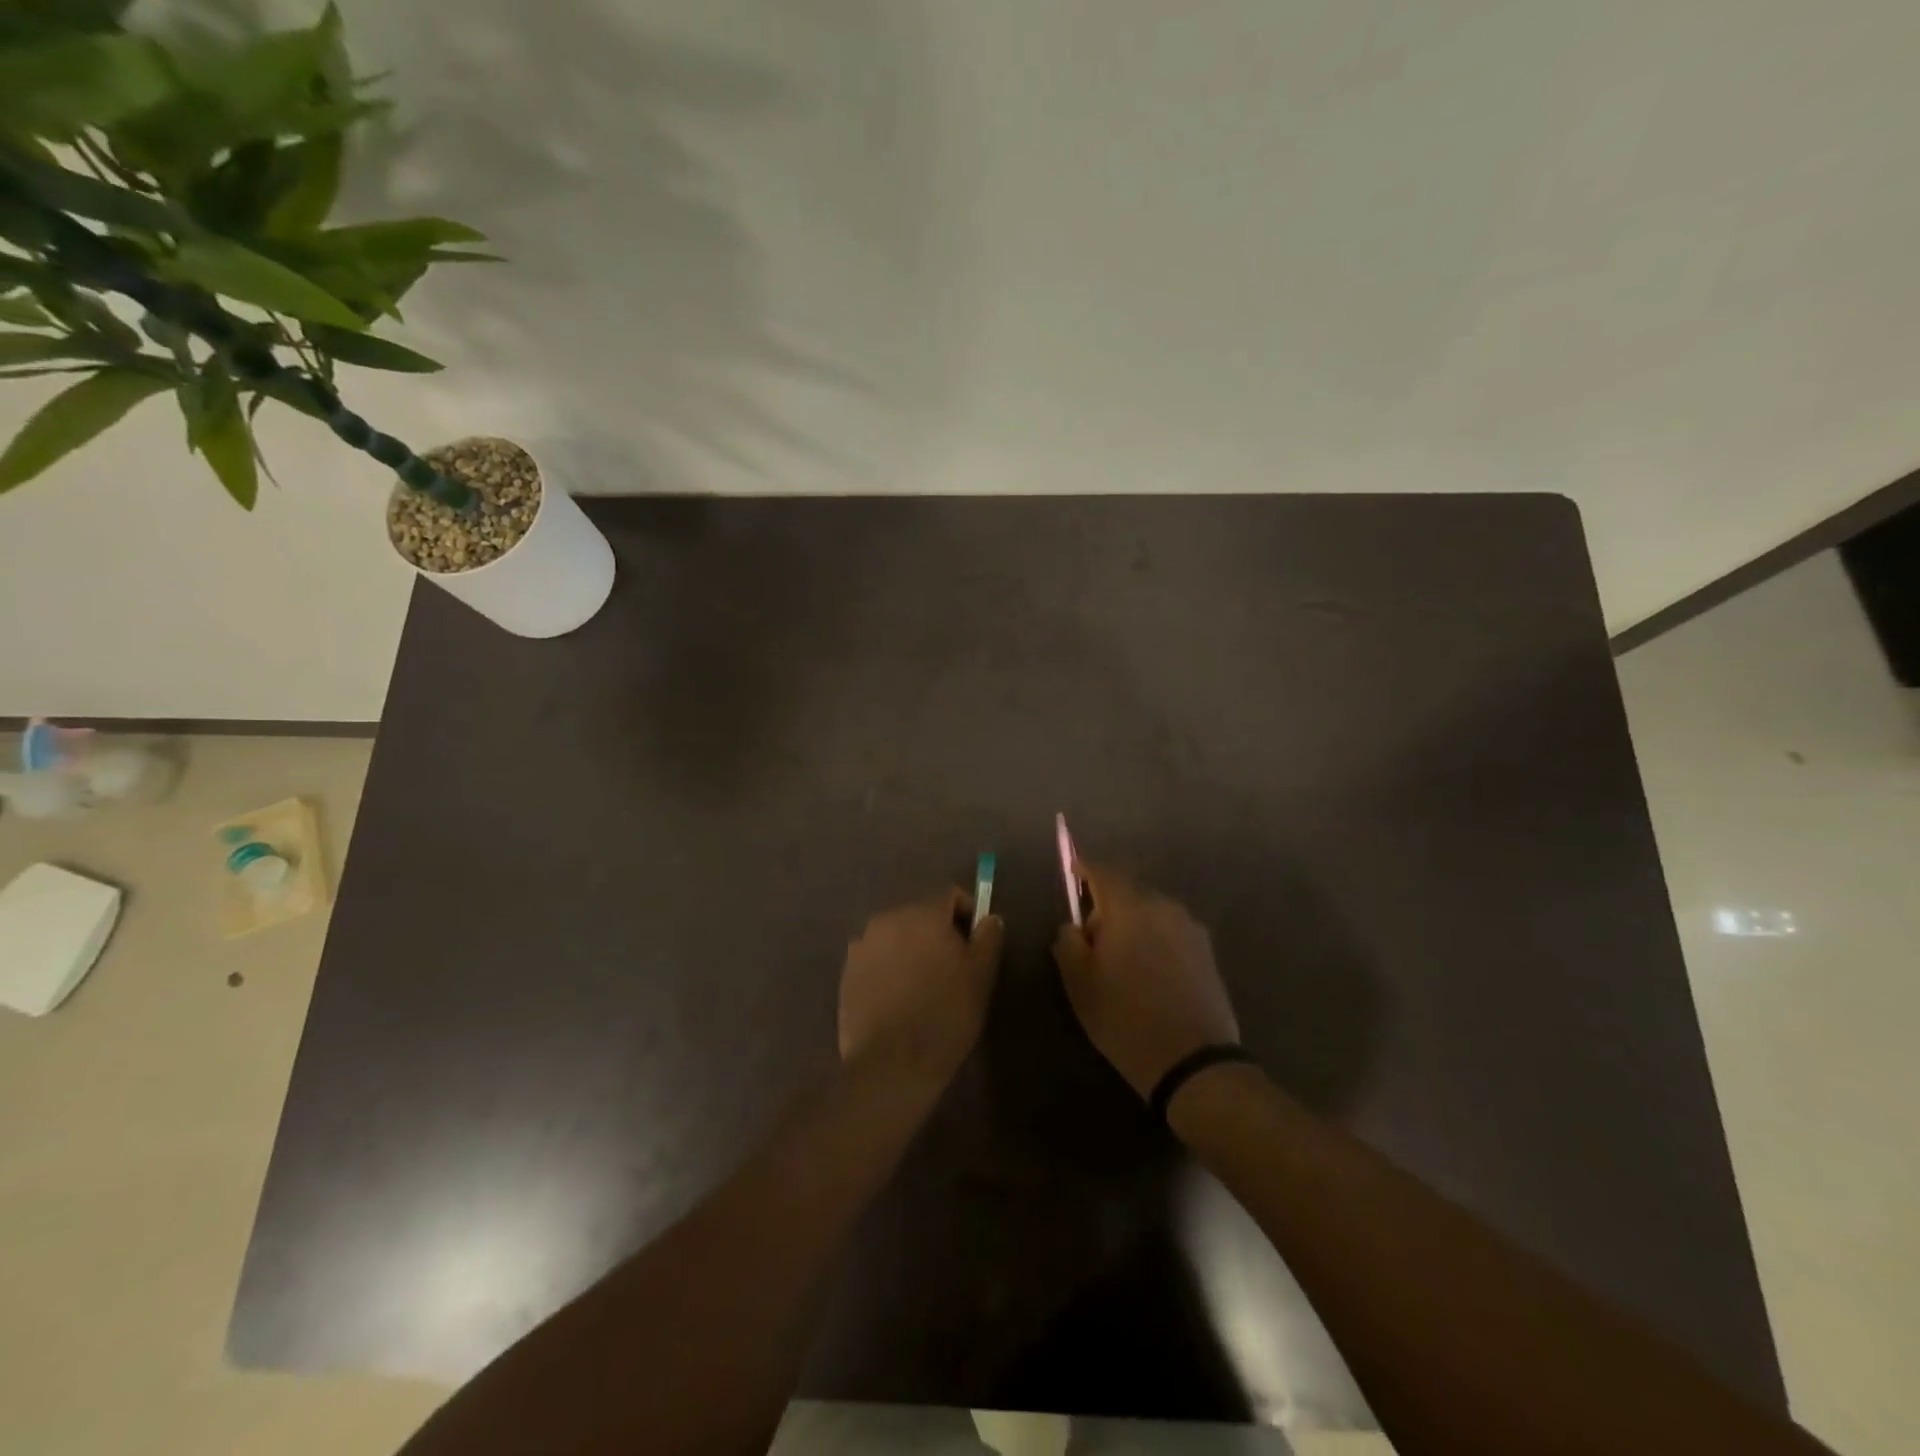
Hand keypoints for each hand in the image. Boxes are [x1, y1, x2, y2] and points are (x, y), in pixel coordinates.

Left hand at [839, 889, 1004, 1085]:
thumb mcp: (981, 976)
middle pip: (921, 915)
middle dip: (938, 933)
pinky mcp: (847, 972)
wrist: (892, 1063)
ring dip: (911, 950)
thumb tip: (989, 918)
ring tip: (924, 985)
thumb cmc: (945, 1014)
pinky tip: (899, 999)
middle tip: (952, 968)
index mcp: (922, 914)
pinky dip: (890, 968)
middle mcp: (888, 919)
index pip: (950, 896)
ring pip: (897, 937)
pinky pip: (877, 959)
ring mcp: (862, 945)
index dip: (967, 915)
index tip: (975, 944)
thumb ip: (988, 938)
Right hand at [1053, 865, 1238, 1096]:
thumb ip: (1068, 944)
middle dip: (1107, 905)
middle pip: (1129, 891)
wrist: (1193, 1062)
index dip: (1085, 868)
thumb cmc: (1126, 1018)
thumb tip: (1073, 927)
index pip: (1104, 871)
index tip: (1073, 872)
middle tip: (1091, 938)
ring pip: (1151, 912)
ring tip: (1121, 960)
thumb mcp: (1080, 984)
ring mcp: (1190, 928)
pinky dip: (1154, 940)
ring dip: (1133, 924)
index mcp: (1130, 908)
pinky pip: (1170, 932)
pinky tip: (1148, 973)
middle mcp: (1164, 907)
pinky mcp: (1207, 952)